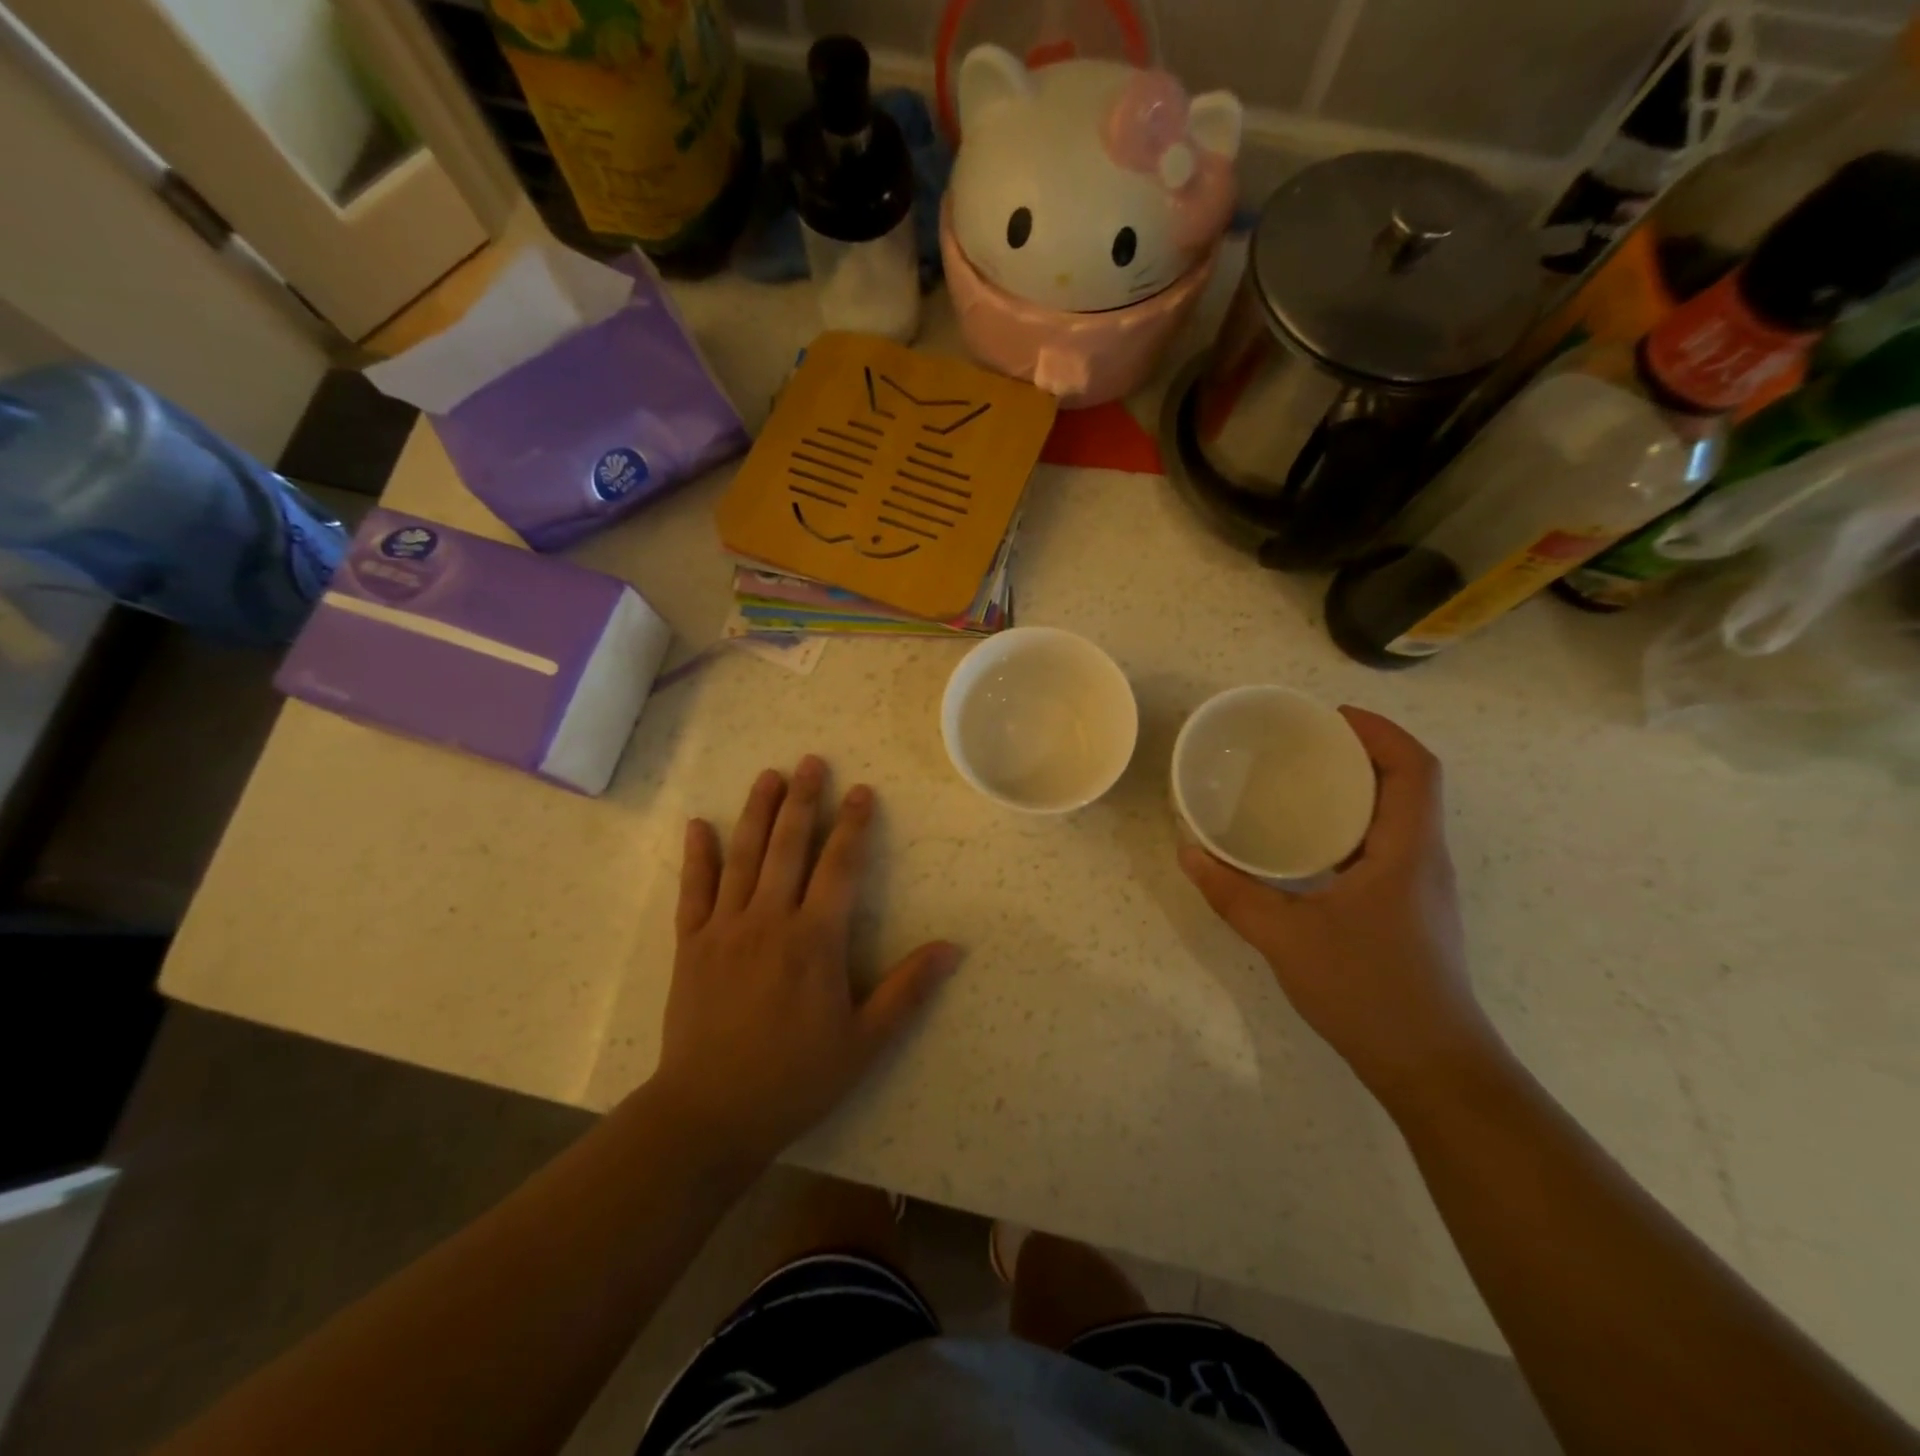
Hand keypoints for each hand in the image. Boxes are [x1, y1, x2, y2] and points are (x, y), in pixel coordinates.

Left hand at [652, 756, 958, 1167]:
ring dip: (756, 813)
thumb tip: (952, 947)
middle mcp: (769, 920)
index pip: (840, 867)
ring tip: (769, 776)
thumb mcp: (865, 1041)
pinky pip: (693, 890)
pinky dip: (696, 856)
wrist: (710, 1114)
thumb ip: (907, 989)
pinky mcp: (690, 945)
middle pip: (788, 847)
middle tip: (812, 762)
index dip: (853, 825)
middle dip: (803, 801)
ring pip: (742, 857)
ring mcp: (724, 929)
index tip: (861, 791)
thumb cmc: (795, 1078)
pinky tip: (697, 826)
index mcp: (815, 940)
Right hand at [1179, 708, 1500, 1104]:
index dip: (1379, 731)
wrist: (1432, 1068)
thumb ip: (1233, 893)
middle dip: (1360, 753)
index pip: (1414, 768)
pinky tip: (1306, 845)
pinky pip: (1384, 846)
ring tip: (1297, 783)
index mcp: (1408, 851)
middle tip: (1300, 745)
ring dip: (1356, 790)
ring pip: (1397, 816)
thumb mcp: (1286, 938)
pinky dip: (1350, 826)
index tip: (1329, 717)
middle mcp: (1423, 859)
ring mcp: (1420, 887)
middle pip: (1407, 784)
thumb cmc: (1368, 992)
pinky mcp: (1409, 910)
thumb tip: (1188, 852)